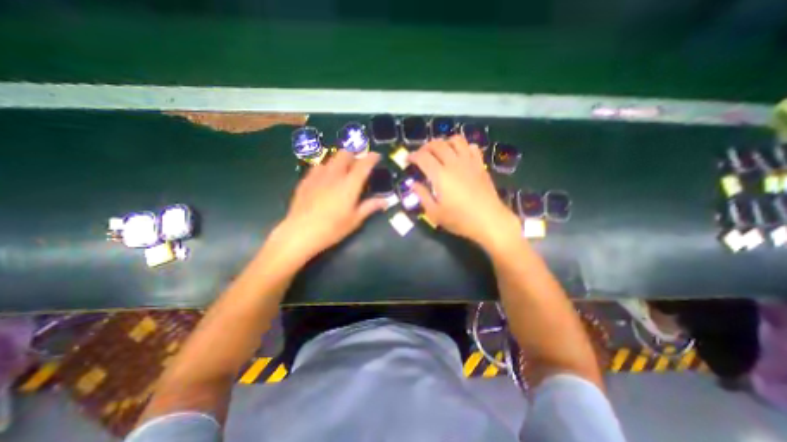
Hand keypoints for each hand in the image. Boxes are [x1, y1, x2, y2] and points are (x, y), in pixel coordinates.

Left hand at [273, 150, 388, 263]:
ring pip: (331, 158)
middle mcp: (334, 175)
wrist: (300, 232)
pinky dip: (326, 168)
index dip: (371, 157)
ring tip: (343, 169)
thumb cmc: (332, 228)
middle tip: (358, 163)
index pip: (363, 164)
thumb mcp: (354, 220)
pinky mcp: (306, 180)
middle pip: (345, 154)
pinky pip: (318, 166)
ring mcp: (318, 175)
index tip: (376, 156)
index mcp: (350, 184)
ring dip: (339, 160)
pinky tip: (325, 178)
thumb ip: (370, 207)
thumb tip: (385, 201)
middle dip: (354, 154)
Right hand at [405, 134, 521, 252]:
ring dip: (444, 142)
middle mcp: (453, 164)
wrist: (489, 220)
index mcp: (440, 175)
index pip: (423, 157)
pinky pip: (472, 147)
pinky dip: (463, 146)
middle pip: (437, 144)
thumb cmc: (459, 220)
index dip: (412, 155)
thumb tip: (413, 184)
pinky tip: (460, 155)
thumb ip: (422, 196)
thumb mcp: (435, 213)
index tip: (407, 159)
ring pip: (456, 140)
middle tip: (421, 155)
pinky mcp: (480, 165)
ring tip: (440, 151)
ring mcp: (469, 162)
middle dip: (425, 147)